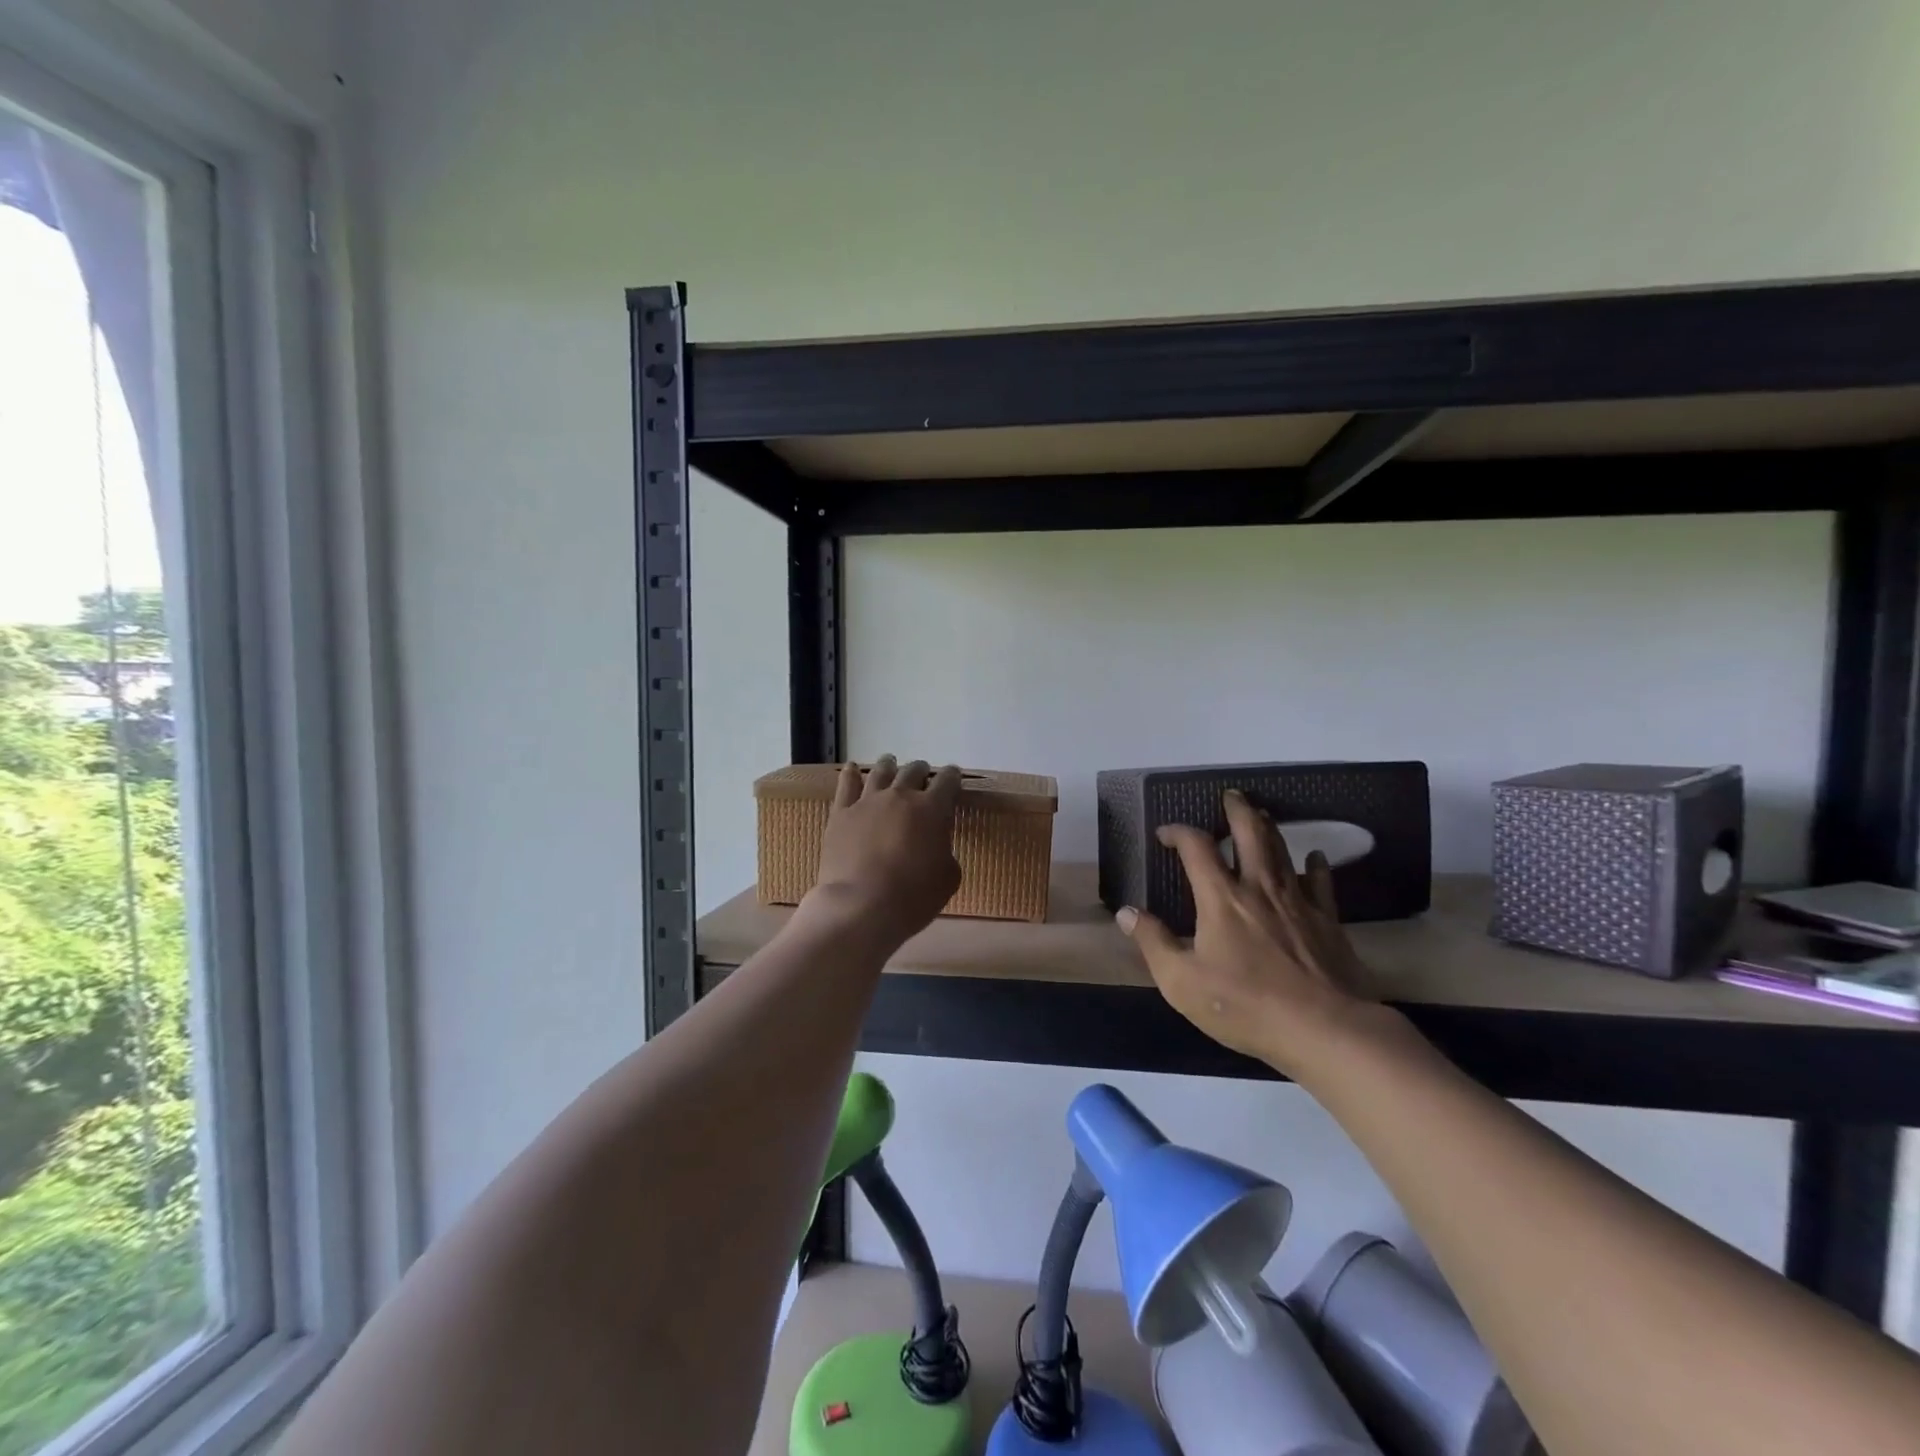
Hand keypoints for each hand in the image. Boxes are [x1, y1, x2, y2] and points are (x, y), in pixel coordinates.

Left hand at [805, 756, 962, 949]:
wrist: (862, 906)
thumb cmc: (913, 896)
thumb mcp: (948, 878)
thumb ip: (946, 851)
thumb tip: (937, 845)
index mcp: (932, 809)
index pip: (947, 781)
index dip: (952, 777)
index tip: (953, 777)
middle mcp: (900, 796)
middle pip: (913, 771)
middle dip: (921, 770)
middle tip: (923, 774)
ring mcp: (867, 802)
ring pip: (881, 772)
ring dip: (889, 765)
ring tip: (891, 762)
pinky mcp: (841, 814)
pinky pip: (846, 785)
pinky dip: (850, 774)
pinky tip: (852, 769)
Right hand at [1118, 790, 1380, 1076]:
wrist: (1325, 1029)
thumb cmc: (1245, 1005)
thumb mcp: (1181, 981)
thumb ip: (1153, 942)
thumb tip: (1127, 912)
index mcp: (1220, 898)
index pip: (1196, 847)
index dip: (1178, 832)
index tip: (1165, 833)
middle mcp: (1259, 888)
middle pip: (1249, 833)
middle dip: (1237, 810)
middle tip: (1230, 795)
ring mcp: (1298, 901)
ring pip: (1282, 850)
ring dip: (1269, 828)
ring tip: (1261, 814)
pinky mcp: (1328, 921)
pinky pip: (1321, 882)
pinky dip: (1316, 865)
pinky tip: (1314, 858)